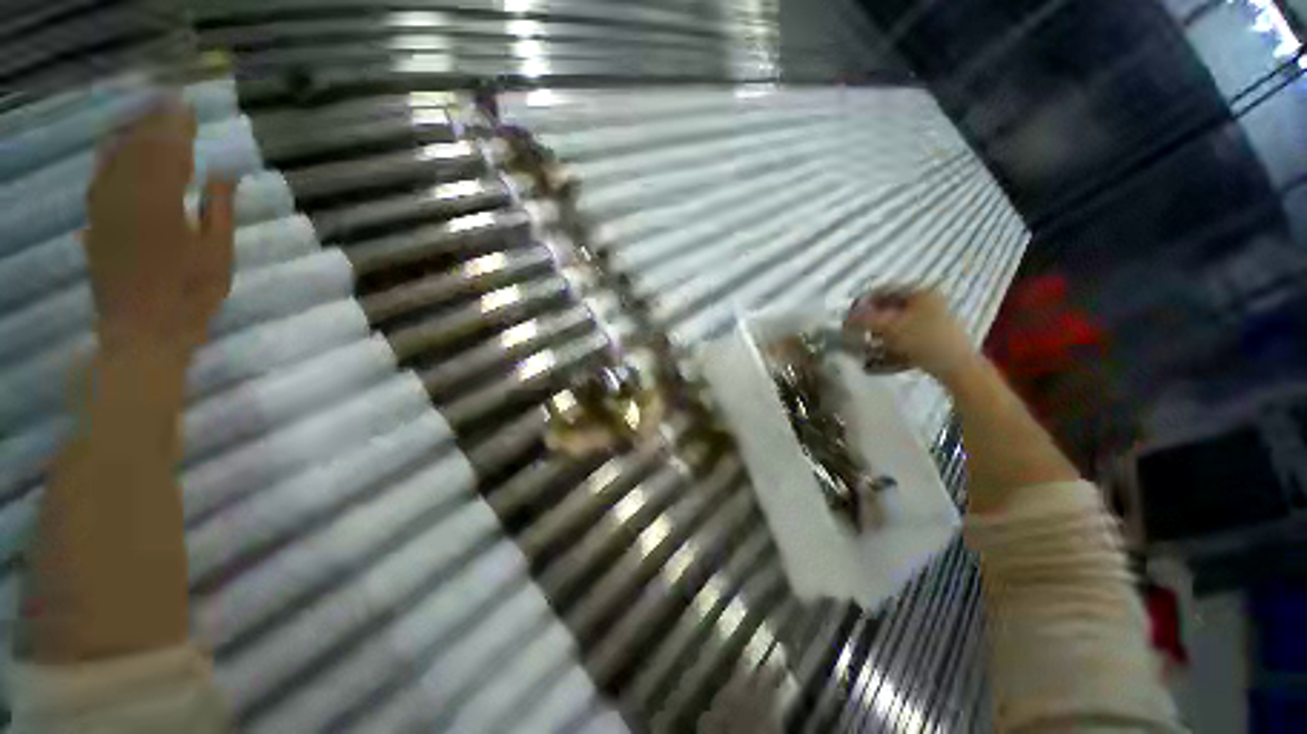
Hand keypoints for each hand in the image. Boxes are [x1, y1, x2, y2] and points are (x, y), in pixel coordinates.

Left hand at [85, 98, 234, 356]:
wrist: (140, 333)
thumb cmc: (190, 297)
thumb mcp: (219, 256)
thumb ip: (219, 210)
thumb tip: (225, 172)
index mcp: (162, 205)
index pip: (169, 152)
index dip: (178, 128)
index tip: (188, 107)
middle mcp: (127, 198)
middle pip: (139, 149)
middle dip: (154, 123)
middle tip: (169, 102)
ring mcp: (106, 210)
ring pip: (115, 159)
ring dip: (130, 133)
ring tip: (144, 115)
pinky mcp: (95, 224)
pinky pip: (99, 179)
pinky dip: (107, 157)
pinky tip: (113, 146)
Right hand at [845, 287, 979, 381]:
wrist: (956, 367)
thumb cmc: (923, 341)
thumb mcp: (889, 328)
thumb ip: (864, 320)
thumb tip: (844, 318)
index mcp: (921, 292)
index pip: (885, 290)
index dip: (864, 301)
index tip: (850, 314)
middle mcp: (929, 302)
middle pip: (891, 307)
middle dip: (872, 319)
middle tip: (858, 329)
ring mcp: (934, 320)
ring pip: (898, 322)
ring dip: (880, 332)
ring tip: (867, 343)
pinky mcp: (935, 337)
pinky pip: (906, 335)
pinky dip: (892, 342)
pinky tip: (882, 354)